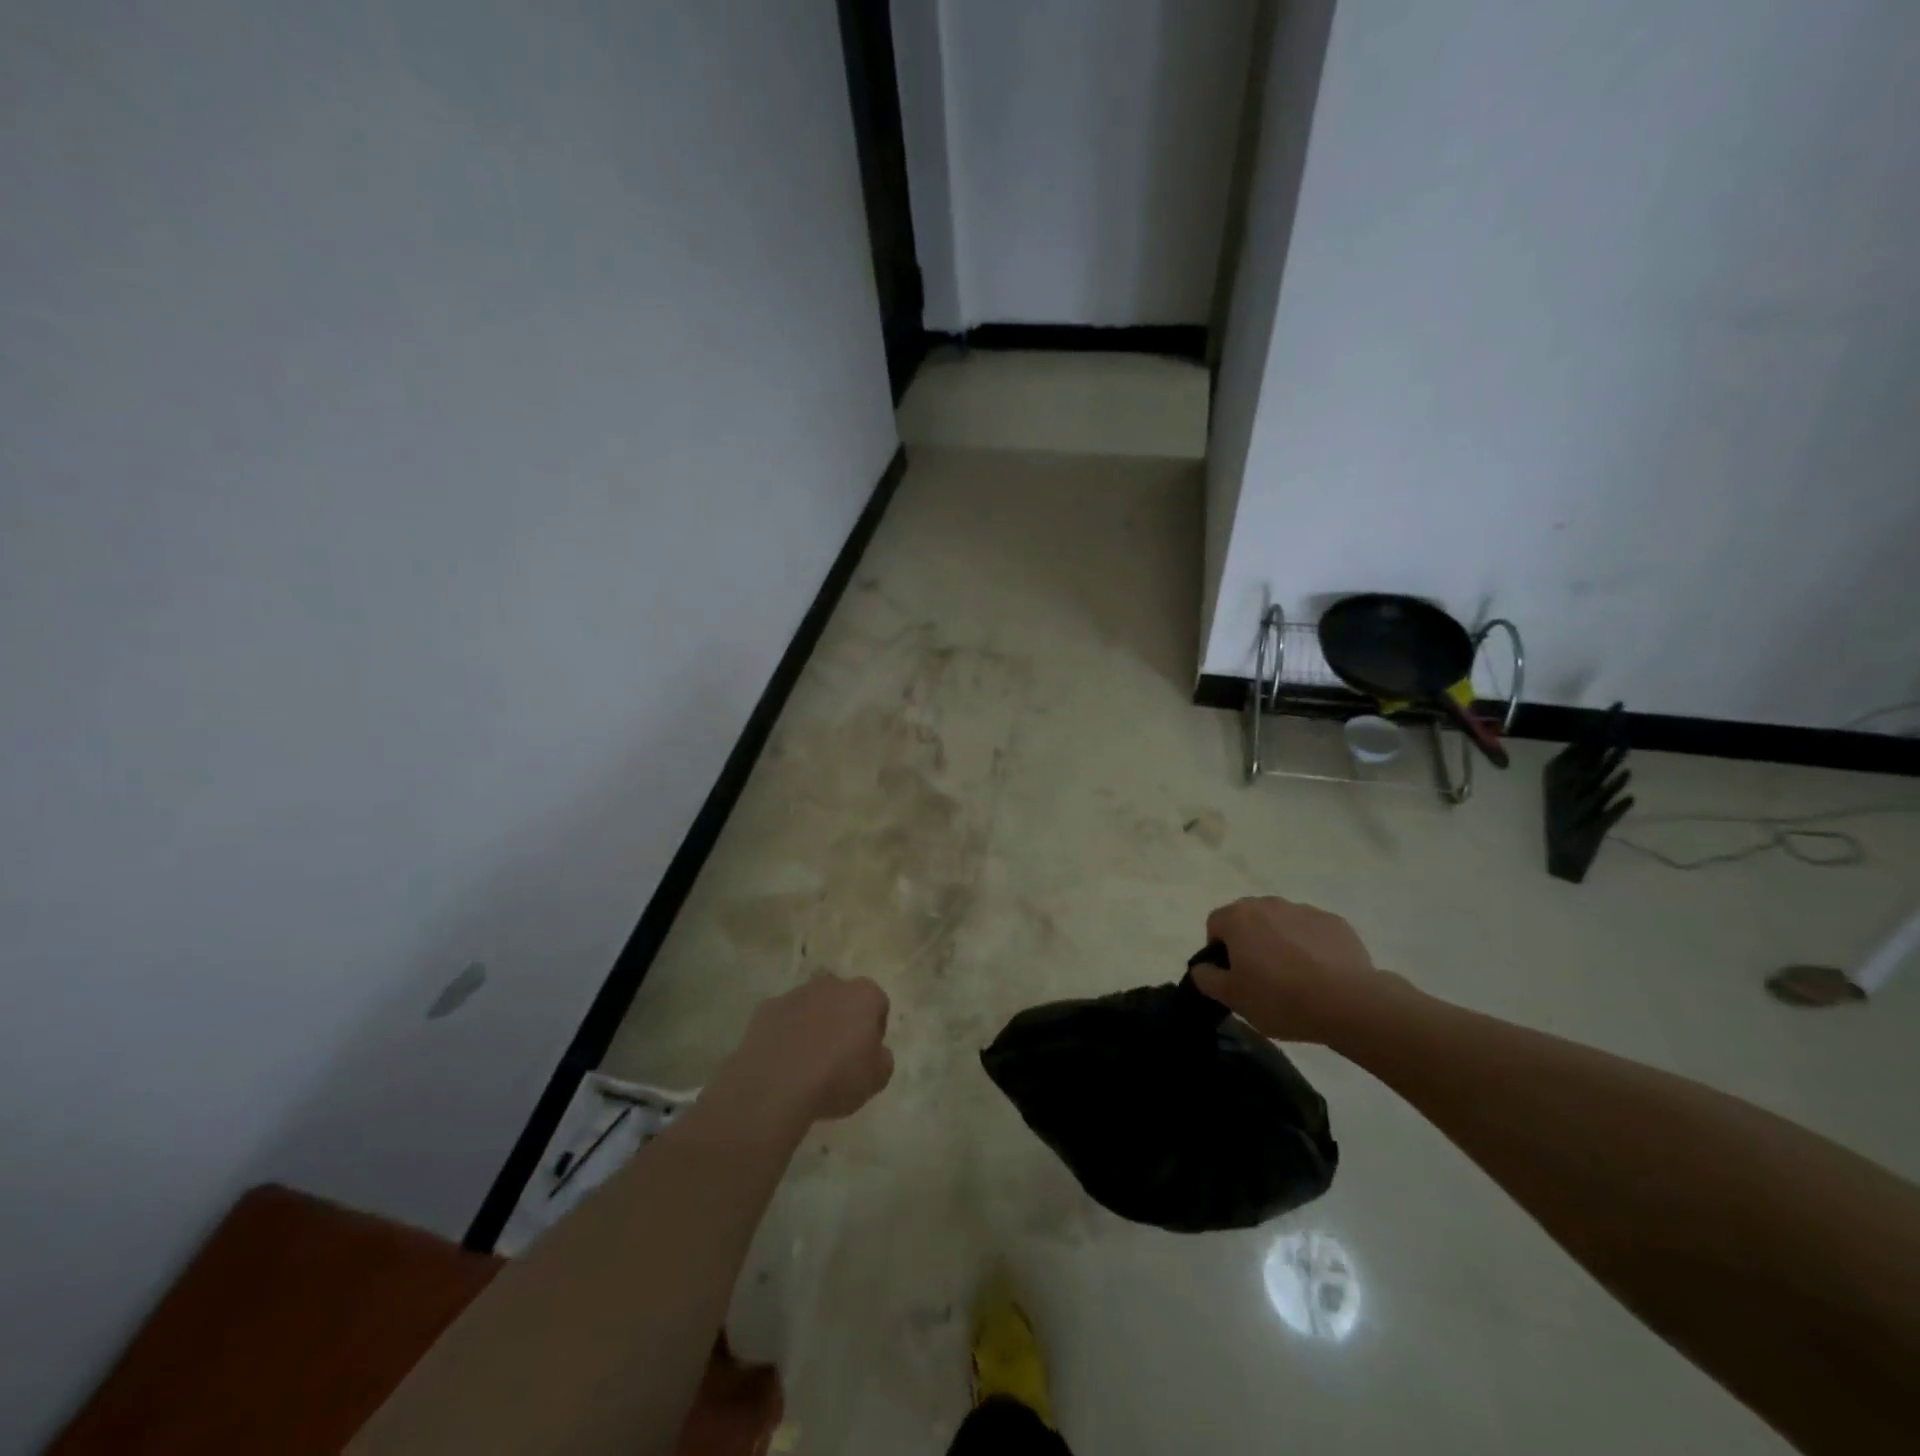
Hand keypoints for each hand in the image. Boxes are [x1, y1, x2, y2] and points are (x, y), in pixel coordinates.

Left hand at [708, 974, 894, 1131]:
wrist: (775, 1085)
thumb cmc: (836, 1078)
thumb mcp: (876, 1079)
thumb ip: (883, 1059)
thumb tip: (876, 1052)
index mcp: (863, 995)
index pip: (878, 1004)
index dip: (875, 1030)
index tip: (866, 1054)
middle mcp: (831, 984)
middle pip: (843, 998)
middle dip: (843, 1019)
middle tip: (839, 1055)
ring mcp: (796, 993)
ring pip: (812, 1005)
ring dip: (813, 1024)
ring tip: (807, 1061)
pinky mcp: (767, 1008)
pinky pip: (784, 1018)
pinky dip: (786, 1033)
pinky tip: (783, 1061)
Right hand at [1192, 895, 1404, 1042]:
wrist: (1348, 1002)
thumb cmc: (1280, 998)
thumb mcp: (1233, 998)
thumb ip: (1207, 978)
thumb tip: (1202, 967)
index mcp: (1238, 917)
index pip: (1215, 924)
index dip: (1218, 950)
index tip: (1233, 976)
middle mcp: (1269, 904)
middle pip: (1249, 919)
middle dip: (1250, 942)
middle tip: (1261, 977)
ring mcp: (1304, 910)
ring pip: (1281, 923)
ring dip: (1280, 942)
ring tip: (1295, 978)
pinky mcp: (1335, 922)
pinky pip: (1312, 931)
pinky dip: (1311, 947)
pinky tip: (1321, 975)